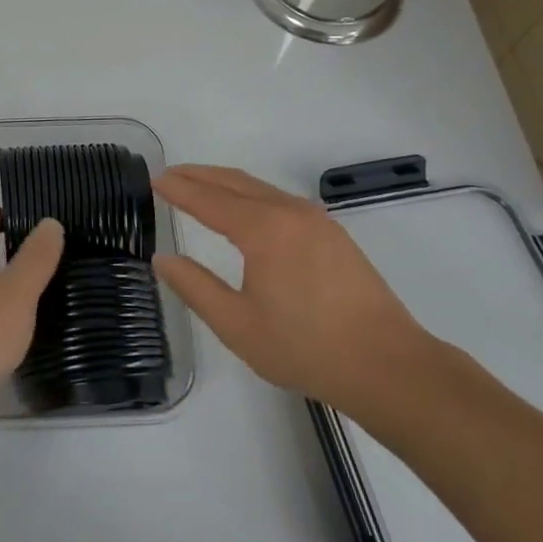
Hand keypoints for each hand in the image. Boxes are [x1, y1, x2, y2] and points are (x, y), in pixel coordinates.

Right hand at [152, 165, 429, 413]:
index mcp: (263, 229)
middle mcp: (289, 211)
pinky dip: (250, 195)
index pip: (209, 199)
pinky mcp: (332, 233)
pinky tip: (244, 210)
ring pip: (259, 188)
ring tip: (199, 186)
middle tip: (170, 175)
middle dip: (199, 175)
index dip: (179, 188)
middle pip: (234, 182)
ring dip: (225, 183)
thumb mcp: (237, 325)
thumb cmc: (306, 348)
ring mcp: (315, 220)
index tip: (154, 179)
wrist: (388, 367)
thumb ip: (195, 287)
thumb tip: (163, 259)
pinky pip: (279, 199)